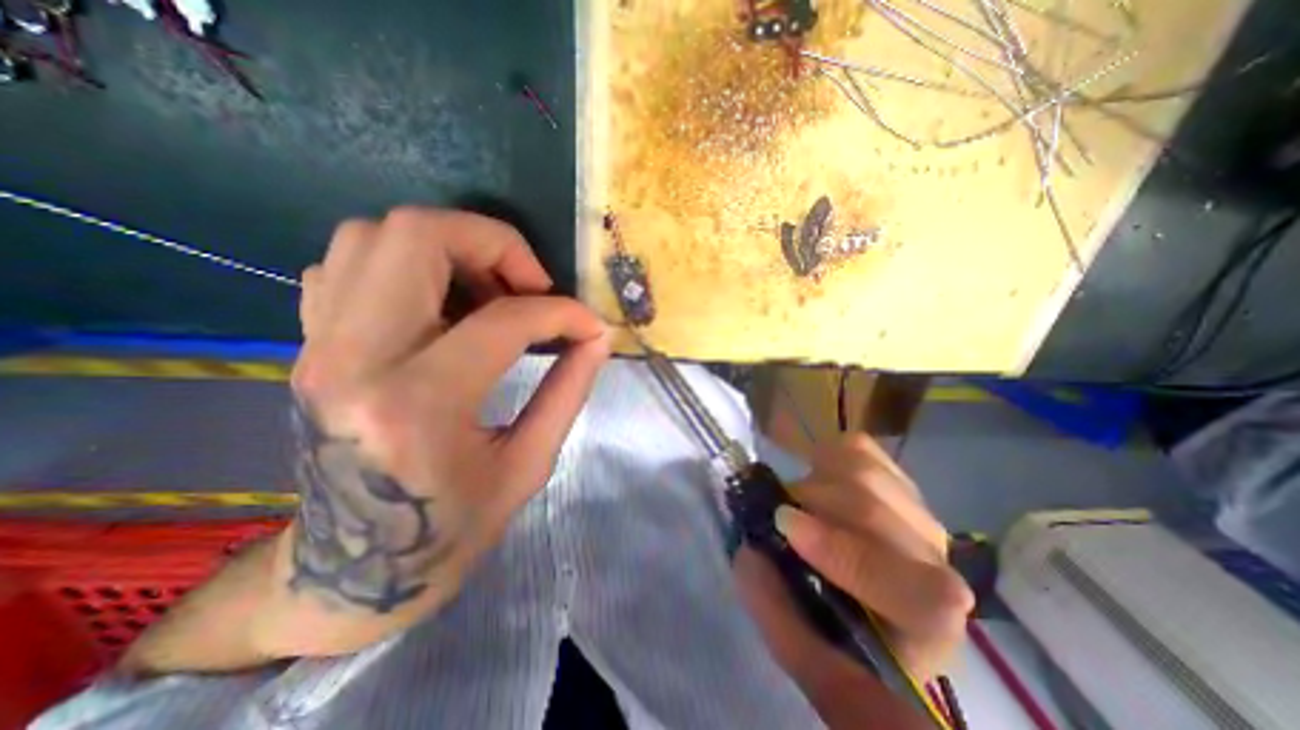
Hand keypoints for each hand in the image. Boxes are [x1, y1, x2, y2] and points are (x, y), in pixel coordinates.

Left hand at [263, 205, 616, 655]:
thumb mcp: (528, 466)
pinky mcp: (310, 345)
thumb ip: (569, 390)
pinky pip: (349, 263)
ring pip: (375, 235)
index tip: (590, 325)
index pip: (503, 320)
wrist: (353, 571)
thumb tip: (597, 337)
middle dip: (494, 243)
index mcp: (418, 405)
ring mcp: (319, 346)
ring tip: (492, 292)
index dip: (561, 312)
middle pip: (416, 236)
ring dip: (451, 247)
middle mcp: (354, 359)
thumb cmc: (451, 531)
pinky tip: (443, 304)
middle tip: (532, 285)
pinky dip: (407, 264)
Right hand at [735, 436, 967, 691]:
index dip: (845, 553)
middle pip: (873, 511)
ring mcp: (916, 510)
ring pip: (863, 471)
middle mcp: (934, 561)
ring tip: (800, 502)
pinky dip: (826, 456)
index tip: (785, 526)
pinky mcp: (895, 477)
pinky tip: (819, 477)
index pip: (919, 591)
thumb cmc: (839, 632)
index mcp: (926, 624)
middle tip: (778, 514)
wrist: (868, 597)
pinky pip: (858, 448)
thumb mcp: (801, 643)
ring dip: (815, 482)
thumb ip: (774, 609)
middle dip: (809, 504)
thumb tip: (750, 552)